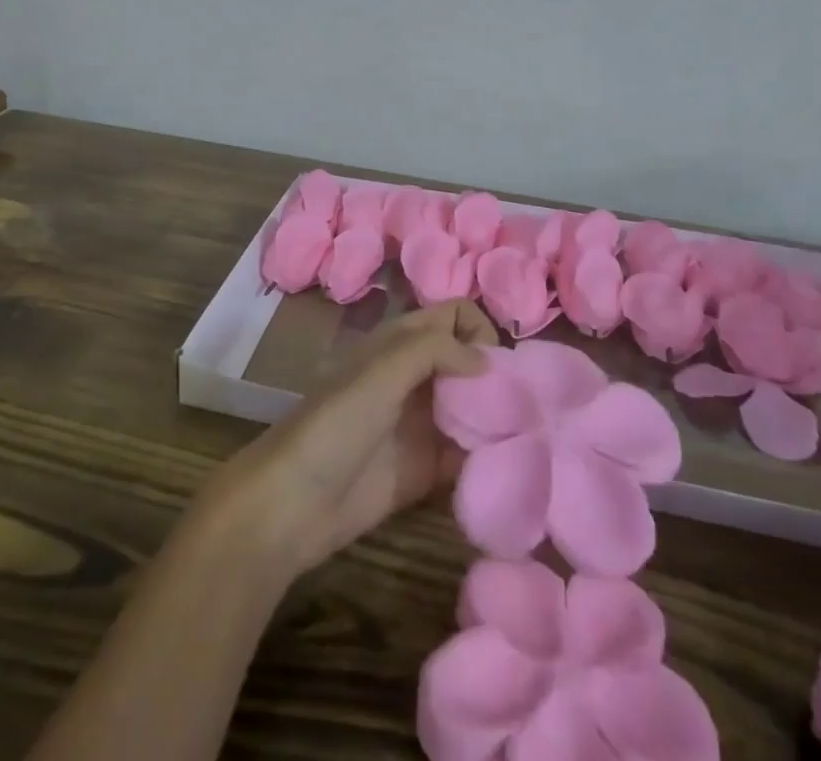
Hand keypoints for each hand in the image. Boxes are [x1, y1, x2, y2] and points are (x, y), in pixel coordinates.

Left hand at [198, 300, 497, 577]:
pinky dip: (487, 455)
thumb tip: (487, 361)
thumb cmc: (333, 425)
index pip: (453, 315)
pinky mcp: (426, 470)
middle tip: (527, 405)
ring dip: (499, 416)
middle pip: (468, 361)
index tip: (497, 365)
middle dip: (498, 375)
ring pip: (472, 407)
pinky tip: (508, 466)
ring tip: (530, 436)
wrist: (291, 505)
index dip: (478, 329)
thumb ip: (434, 351)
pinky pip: (466, 454)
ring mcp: (422, 424)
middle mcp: (416, 377)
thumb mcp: (380, 373)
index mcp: (402, 343)